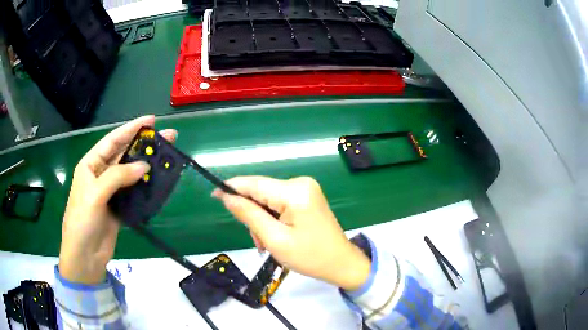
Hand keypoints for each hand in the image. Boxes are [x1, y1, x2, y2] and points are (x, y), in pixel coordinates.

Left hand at [59, 116, 176, 283]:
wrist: (85, 255)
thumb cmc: (82, 220)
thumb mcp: (95, 194)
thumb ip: (118, 177)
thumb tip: (144, 166)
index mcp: (91, 164)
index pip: (112, 141)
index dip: (131, 129)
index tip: (151, 120)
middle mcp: (101, 174)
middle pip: (124, 154)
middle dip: (143, 144)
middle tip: (167, 137)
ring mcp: (111, 191)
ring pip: (131, 172)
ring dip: (147, 165)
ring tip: (166, 158)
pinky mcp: (119, 206)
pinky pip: (134, 191)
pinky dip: (145, 186)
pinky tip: (158, 181)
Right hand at [212, 176, 370, 290]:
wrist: (341, 263)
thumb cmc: (310, 257)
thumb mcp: (275, 240)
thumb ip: (249, 215)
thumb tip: (227, 196)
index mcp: (295, 192)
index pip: (255, 184)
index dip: (232, 188)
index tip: (214, 195)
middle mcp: (300, 183)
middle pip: (261, 192)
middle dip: (252, 215)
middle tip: (257, 240)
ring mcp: (305, 189)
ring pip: (268, 199)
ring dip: (262, 220)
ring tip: (267, 243)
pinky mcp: (306, 196)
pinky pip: (279, 203)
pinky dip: (272, 219)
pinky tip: (276, 236)